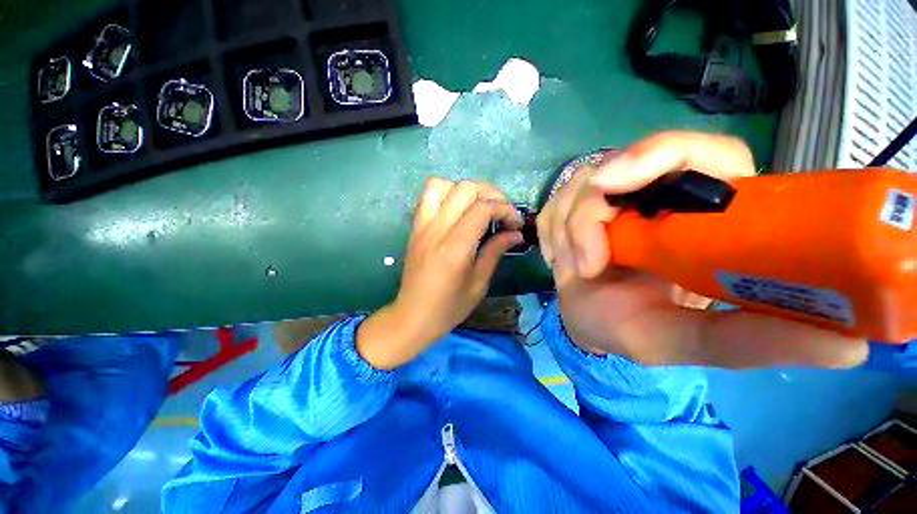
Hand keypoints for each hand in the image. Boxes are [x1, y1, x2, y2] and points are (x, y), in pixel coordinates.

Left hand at [357, 178, 522, 368]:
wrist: (412, 316)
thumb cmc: (449, 307)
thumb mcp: (479, 284)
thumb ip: (495, 252)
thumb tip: (515, 233)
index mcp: (455, 247)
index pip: (483, 209)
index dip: (505, 209)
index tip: (515, 222)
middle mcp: (437, 230)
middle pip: (465, 189)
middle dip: (490, 194)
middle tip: (502, 211)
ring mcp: (422, 226)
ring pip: (443, 185)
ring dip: (465, 191)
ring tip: (478, 207)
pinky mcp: (415, 227)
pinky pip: (428, 197)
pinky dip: (446, 193)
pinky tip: (457, 211)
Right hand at [537, 131, 868, 367]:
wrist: (587, 323)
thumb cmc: (633, 330)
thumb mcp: (688, 342)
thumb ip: (751, 342)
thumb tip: (853, 345)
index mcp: (705, 214)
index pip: (699, 152)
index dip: (657, 154)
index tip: (613, 184)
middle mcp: (659, 196)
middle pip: (621, 164)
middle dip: (588, 210)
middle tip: (584, 259)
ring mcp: (613, 199)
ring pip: (577, 186)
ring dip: (567, 233)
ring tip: (577, 271)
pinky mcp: (576, 207)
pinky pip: (554, 205)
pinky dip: (552, 235)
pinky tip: (562, 260)